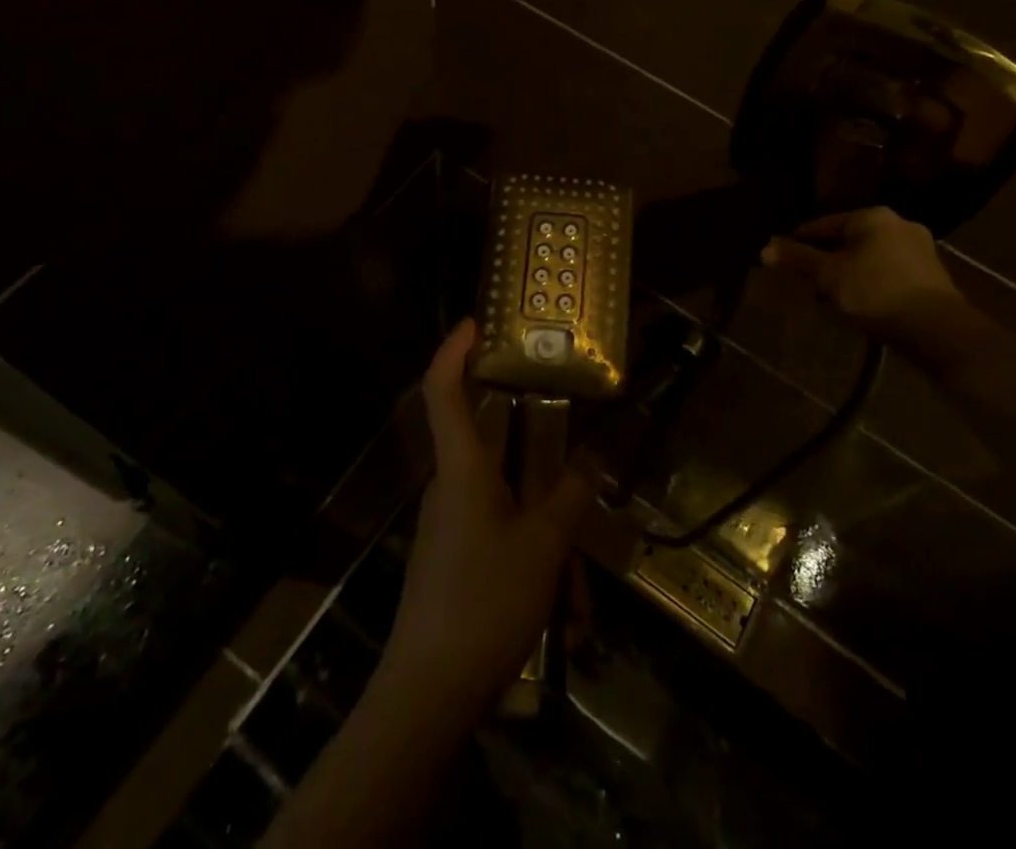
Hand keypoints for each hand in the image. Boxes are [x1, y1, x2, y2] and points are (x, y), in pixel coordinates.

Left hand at [377, 318, 592, 719]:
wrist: (427, 694)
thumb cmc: (484, 602)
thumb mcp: (543, 547)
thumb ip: (568, 498)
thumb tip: (587, 464)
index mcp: (462, 468)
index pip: (443, 391)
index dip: (454, 350)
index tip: (476, 321)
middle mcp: (450, 485)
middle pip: (483, 438)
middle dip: (526, 433)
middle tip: (565, 416)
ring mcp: (449, 523)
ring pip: (501, 495)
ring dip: (540, 515)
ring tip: (580, 569)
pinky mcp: (454, 555)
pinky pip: (498, 529)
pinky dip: (531, 547)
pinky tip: (564, 601)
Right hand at [760, 206, 961, 341]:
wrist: (938, 329)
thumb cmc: (876, 292)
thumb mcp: (828, 276)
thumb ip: (797, 259)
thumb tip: (764, 248)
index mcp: (872, 216)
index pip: (824, 223)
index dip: (799, 240)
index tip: (783, 257)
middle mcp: (898, 223)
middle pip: (849, 239)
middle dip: (827, 258)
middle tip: (807, 280)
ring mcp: (920, 248)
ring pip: (870, 255)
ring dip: (849, 271)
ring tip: (832, 295)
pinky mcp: (932, 274)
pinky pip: (889, 271)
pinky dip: (871, 281)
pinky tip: (861, 301)